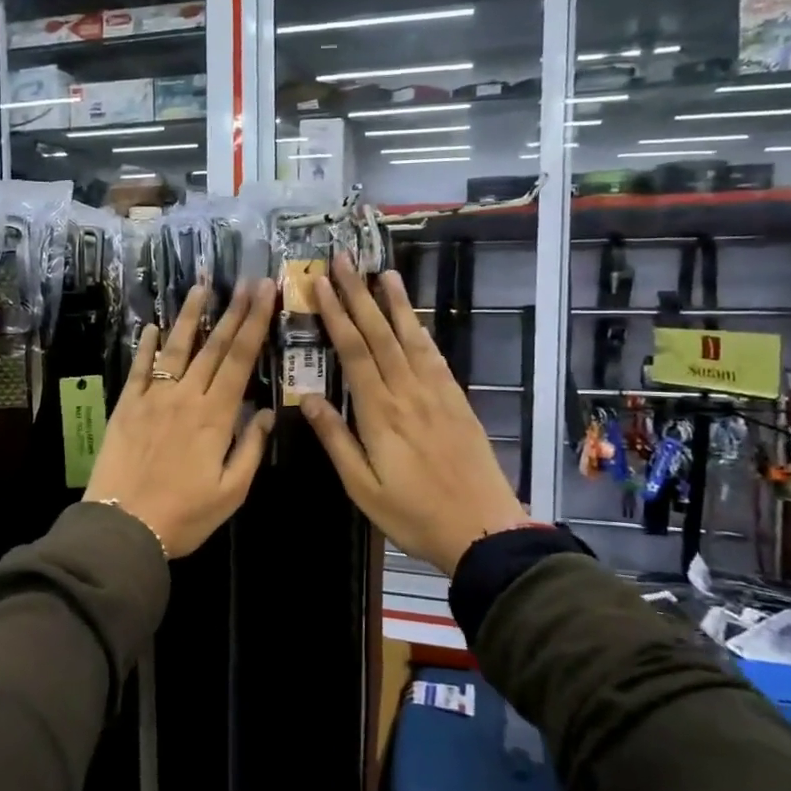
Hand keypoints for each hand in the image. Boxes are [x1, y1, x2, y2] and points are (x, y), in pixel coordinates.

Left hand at [84, 279, 277, 557]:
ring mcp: (153, 397)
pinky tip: (154, 327)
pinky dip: (148, 346)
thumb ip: (251, 449)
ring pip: (177, 348)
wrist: (122, 525)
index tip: (266, 292)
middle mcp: (186, 397)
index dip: (255, 323)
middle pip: (214, 346)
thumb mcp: (231, 492)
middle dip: (234, 311)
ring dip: (190, 316)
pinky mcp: (127, 406)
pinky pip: (140, 368)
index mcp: (216, 416)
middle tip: (247, 281)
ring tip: (201, 288)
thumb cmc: (184, 515)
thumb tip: (267, 412)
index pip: (240, 360)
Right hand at [300, 257, 529, 574]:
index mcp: (380, 413)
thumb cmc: (414, 513)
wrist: (483, 529)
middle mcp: (408, 392)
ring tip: (382, 272)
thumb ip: (336, 439)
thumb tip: (306, 397)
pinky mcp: (457, 400)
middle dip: (358, 295)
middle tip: (343, 261)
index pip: (354, 352)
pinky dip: (421, 331)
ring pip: (411, 338)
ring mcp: (437, 393)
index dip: (336, 315)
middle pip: (380, 334)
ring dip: (394, 303)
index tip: (321, 285)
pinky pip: (435, 356)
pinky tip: (414, 317)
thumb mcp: (362, 487)